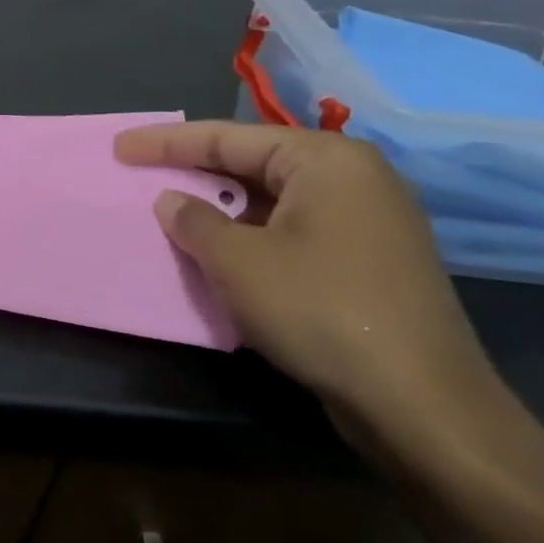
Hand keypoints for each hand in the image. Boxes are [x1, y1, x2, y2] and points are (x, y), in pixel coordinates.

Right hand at [113, 120, 501, 450]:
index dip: (167, 143)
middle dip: (195, 171)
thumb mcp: (238, 261)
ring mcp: (368, 222)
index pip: (228, 137)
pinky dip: (250, 234)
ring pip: (272, 200)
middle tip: (142, 173)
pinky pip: (292, 230)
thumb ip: (194, 220)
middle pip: (253, 163)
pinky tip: (219, 250)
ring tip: (171, 211)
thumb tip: (172, 201)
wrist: (422, 405)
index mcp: (326, 160)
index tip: (120, 147)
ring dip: (220, 207)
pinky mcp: (369, 262)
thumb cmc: (321, 310)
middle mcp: (354, 179)